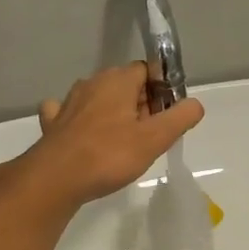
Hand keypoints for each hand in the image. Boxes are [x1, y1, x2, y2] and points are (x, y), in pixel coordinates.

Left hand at [7, 63, 203, 207]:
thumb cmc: (109, 155)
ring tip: (124, 142)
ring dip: (114, 114)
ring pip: (99, 99)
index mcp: (118, 80)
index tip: (168, 115)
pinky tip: (85, 135)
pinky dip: (81, 121)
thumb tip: (195, 103)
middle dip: (141, 104)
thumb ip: (180, 118)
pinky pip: (71, 114)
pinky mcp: (53, 123)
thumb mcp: (155, 138)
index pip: (147, 70)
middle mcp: (92, 83)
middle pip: (125, 85)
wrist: (56, 179)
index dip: (161, 90)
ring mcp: (68, 102)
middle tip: (151, 135)